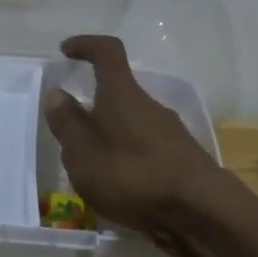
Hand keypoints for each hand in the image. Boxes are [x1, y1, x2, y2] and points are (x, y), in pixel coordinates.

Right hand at [42, 35, 224, 254]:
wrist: (201, 211)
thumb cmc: (133, 176)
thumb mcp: (84, 154)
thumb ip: (67, 124)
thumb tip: (56, 93)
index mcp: (122, 95)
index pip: (107, 52)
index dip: (86, 45)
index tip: (66, 51)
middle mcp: (149, 104)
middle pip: (117, 93)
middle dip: (92, 108)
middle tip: (70, 136)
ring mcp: (169, 131)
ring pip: (130, 123)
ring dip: (109, 137)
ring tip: (92, 171)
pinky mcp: (181, 157)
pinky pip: (145, 147)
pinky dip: (127, 158)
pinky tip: (120, 188)